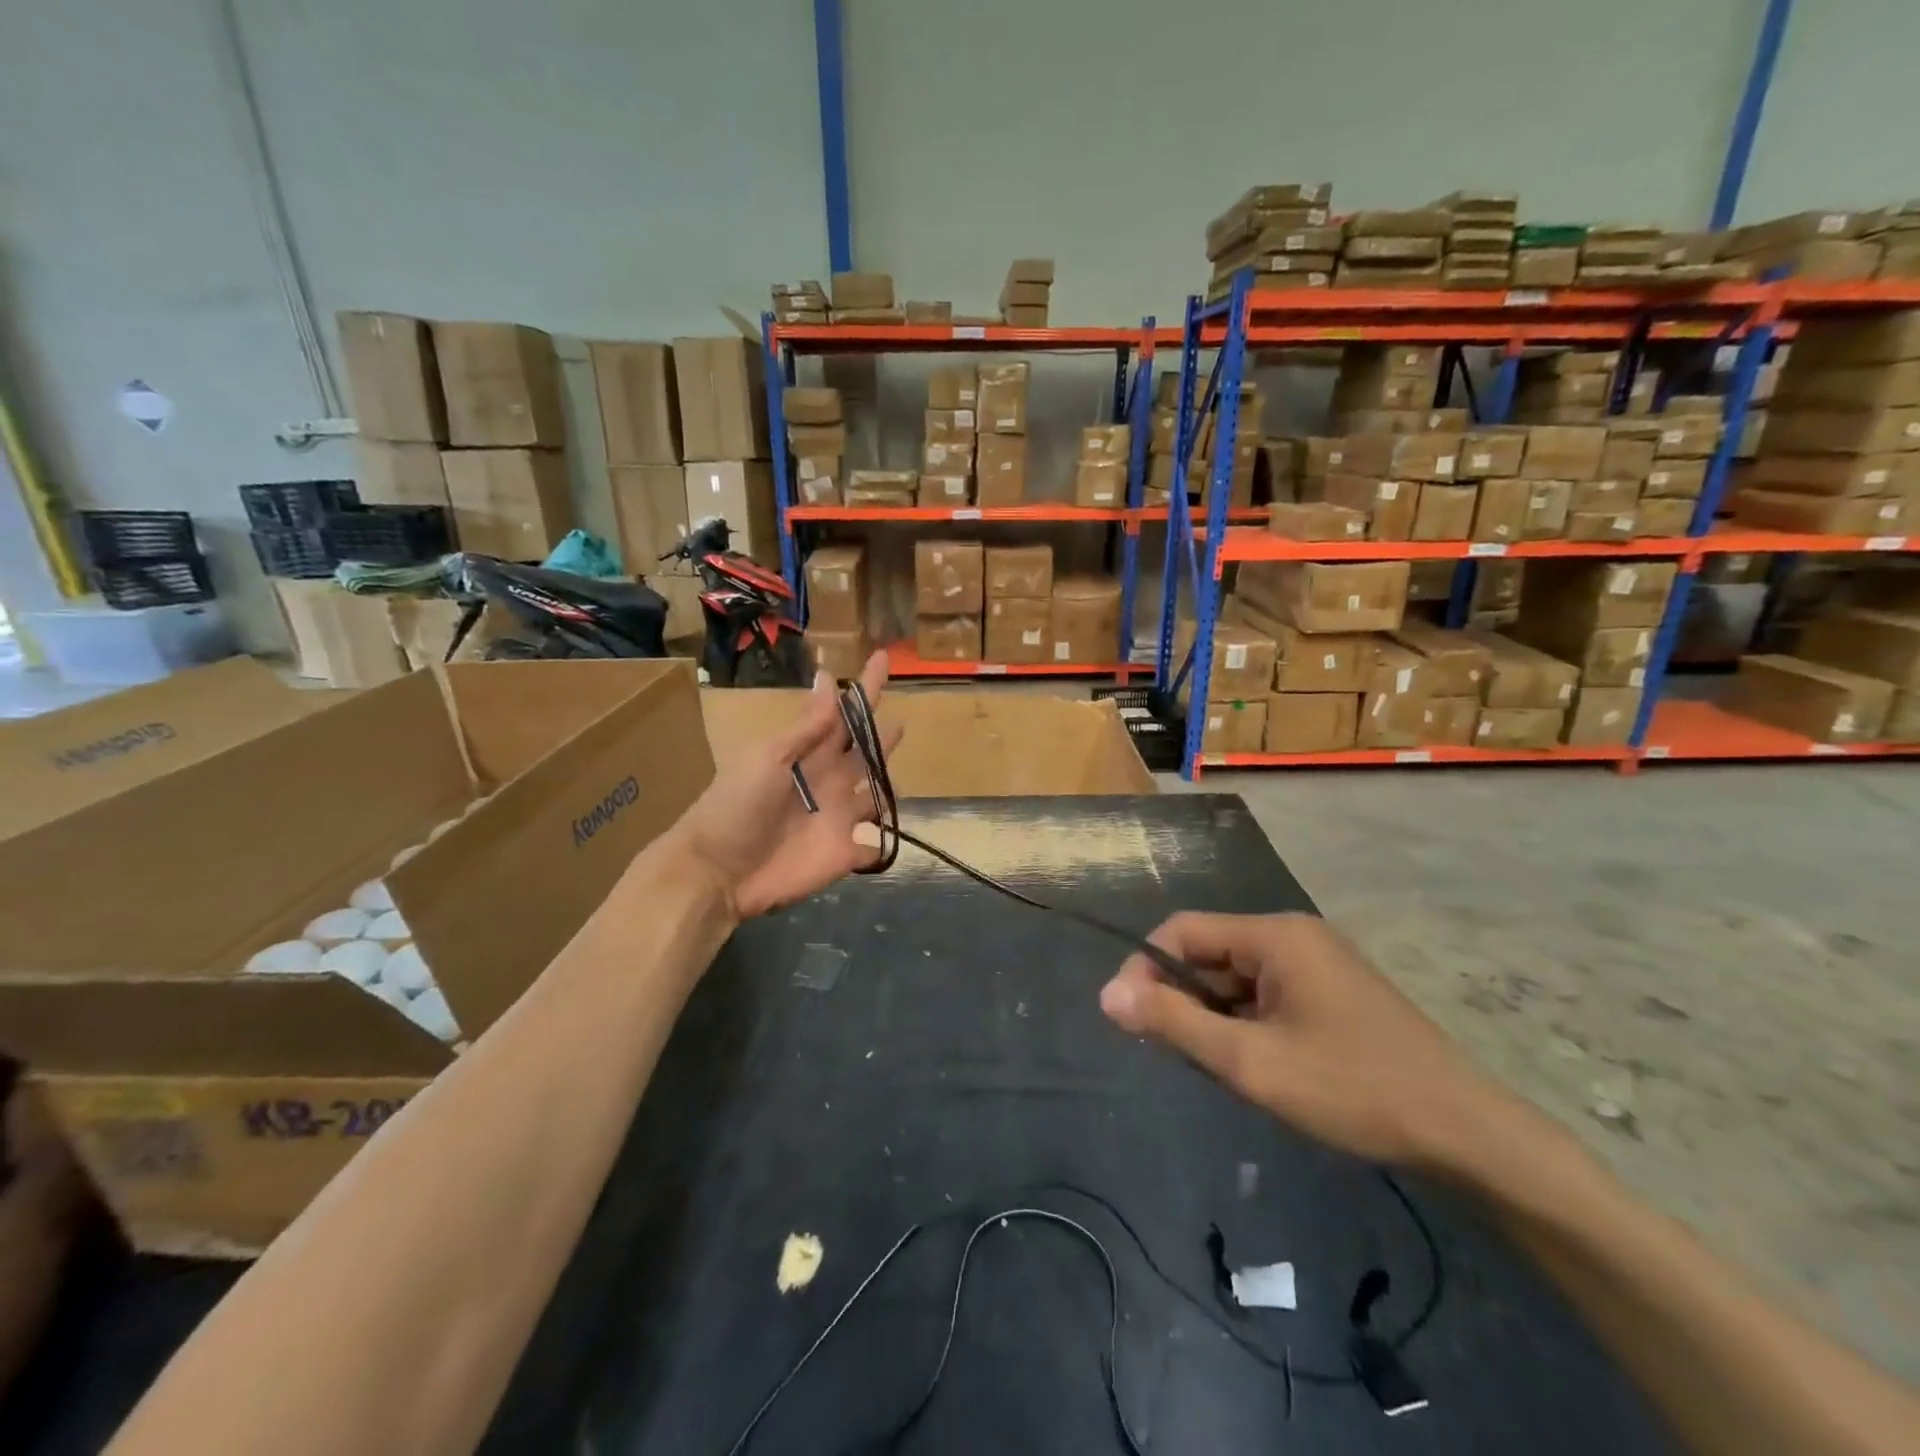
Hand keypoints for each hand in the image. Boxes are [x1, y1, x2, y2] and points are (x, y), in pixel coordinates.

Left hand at [672, 652, 900, 921]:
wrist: (718, 871)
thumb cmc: (737, 806)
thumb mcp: (769, 758)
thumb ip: (807, 727)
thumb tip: (830, 678)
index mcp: (809, 753)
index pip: (844, 714)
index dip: (864, 688)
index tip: (881, 658)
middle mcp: (829, 781)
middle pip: (863, 754)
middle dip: (879, 738)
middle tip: (900, 720)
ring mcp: (838, 818)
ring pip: (873, 797)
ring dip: (886, 788)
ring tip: (896, 779)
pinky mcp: (844, 854)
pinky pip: (871, 846)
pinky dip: (881, 844)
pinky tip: (887, 841)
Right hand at [1101, 912, 1518, 1172]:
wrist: (1467, 1133)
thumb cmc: (1352, 1089)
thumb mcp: (1250, 1061)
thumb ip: (1174, 1023)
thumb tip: (1107, 995)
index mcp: (1274, 935)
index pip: (1182, 931)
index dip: (1145, 969)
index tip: (1126, 1018)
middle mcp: (1293, 936)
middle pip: (1210, 953)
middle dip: (1182, 998)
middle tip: (1173, 1054)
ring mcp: (1317, 963)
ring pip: (1236, 978)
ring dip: (1214, 1016)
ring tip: (1220, 1068)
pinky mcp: (1332, 991)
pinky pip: (1266, 994)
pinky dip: (1246, 1023)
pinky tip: (1255, 1065)